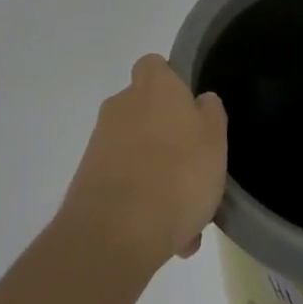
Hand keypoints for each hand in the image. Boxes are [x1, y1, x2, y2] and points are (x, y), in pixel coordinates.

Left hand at [60, 55, 227, 275]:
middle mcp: (121, 106)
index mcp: (153, 87)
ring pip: (137, 154)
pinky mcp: (87, 183)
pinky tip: (164, 238)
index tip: (189, 109)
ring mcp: (100, 145)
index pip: (155, 65)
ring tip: (184, 219)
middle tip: (192, 170)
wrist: (114, 236)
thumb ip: (210, 113)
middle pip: (145, 112)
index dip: (171, 82)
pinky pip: (123, 186)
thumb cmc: (177, 175)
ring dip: (157, 177)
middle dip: (166, 137)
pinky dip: (140, 204)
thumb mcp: (214, 140)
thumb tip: (200, 101)